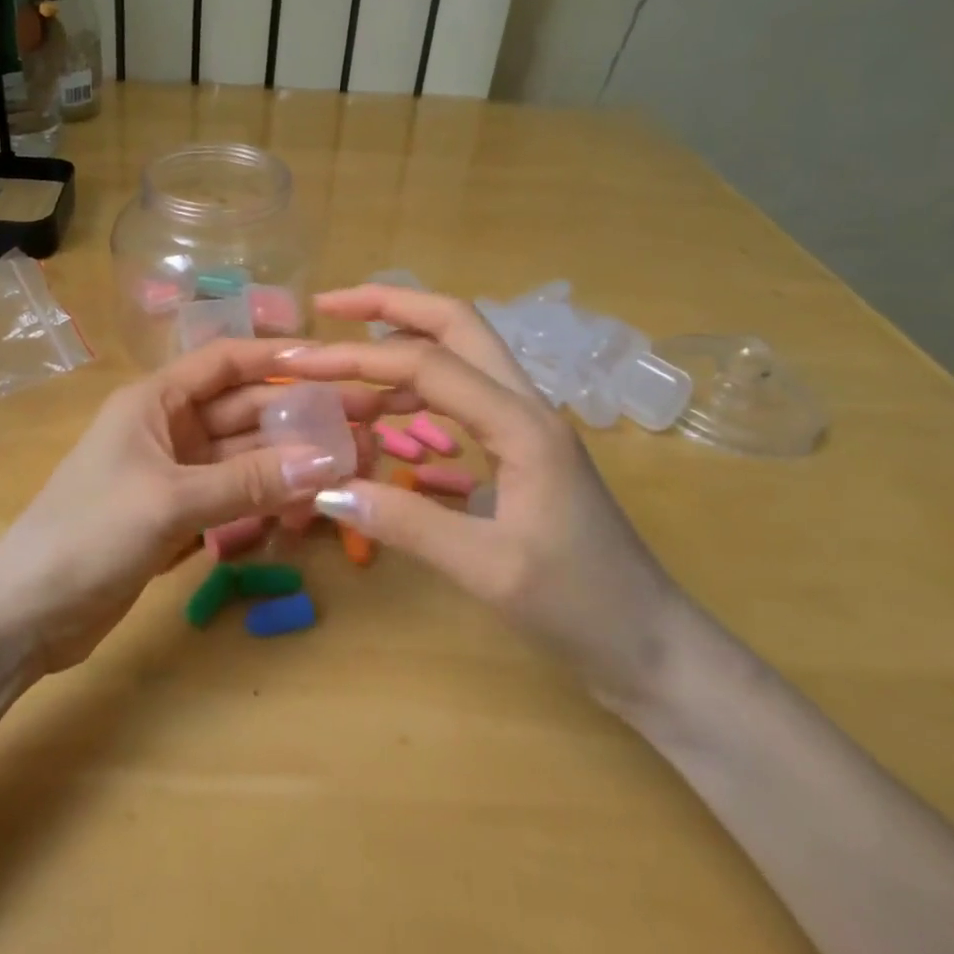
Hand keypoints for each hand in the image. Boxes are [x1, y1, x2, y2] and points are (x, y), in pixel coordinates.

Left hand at [0, 338, 402, 672]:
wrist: (26, 613)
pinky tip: (306, 507)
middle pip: (243, 410)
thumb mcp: (170, 501)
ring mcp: (174, 473)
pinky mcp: (178, 515)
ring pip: (244, 456)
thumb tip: (328, 461)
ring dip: (288, 461)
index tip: (333, 363)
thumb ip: (249, 482)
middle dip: (297, 416)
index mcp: (155, 400)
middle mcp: (168, 427)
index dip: (277, 357)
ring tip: (348, 467)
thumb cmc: (89, 534)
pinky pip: (234, 496)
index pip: (225, 362)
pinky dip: (266, 499)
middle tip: (362, 425)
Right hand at [280, 286, 688, 708]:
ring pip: (460, 353)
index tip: (299, 361)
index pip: (425, 365)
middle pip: (455, 323)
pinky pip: (463, 394)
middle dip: (389, 304)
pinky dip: (417, 387)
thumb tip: (325, 485)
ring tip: (344, 358)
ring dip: (402, 342)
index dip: (356, 356)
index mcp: (520, 424)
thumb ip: (406, 524)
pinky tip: (385, 412)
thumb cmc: (581, 608)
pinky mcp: (522, 447)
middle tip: (327, 306)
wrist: (654, 648)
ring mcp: (527, 424)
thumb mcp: (488, 571)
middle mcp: (526, 406)